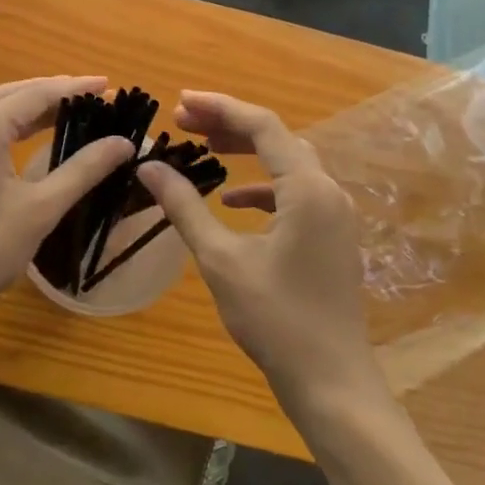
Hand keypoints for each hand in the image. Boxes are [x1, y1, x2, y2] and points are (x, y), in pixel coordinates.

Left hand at [0, 76, 133, 340]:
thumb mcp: (41, 208)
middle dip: (54, 91)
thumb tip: (123, 142)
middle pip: (14, 93)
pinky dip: (12, 121)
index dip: (75, 88)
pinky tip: (32, 133)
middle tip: (94, 95)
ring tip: (70, 108)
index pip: (37, 94)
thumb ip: (83, 170)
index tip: (110, 86)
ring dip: (32, 104)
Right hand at [137, 91, 382, 411]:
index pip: (262, 126)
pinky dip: (262, 186)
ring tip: (205, 149)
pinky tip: (232, 200)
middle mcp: (328, 191)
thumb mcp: (220, 259)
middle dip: (229, 125)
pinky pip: (296, 192)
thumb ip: (184, 206)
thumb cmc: (275, 318)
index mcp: (307, 189)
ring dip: (247, 152)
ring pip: (288, 163)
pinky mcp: (333, 236)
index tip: (180, 101)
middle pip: (277, 138)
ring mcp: (336, 215)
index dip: (219, 107)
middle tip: (184, 122)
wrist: (332, 382)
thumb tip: (148, 166)